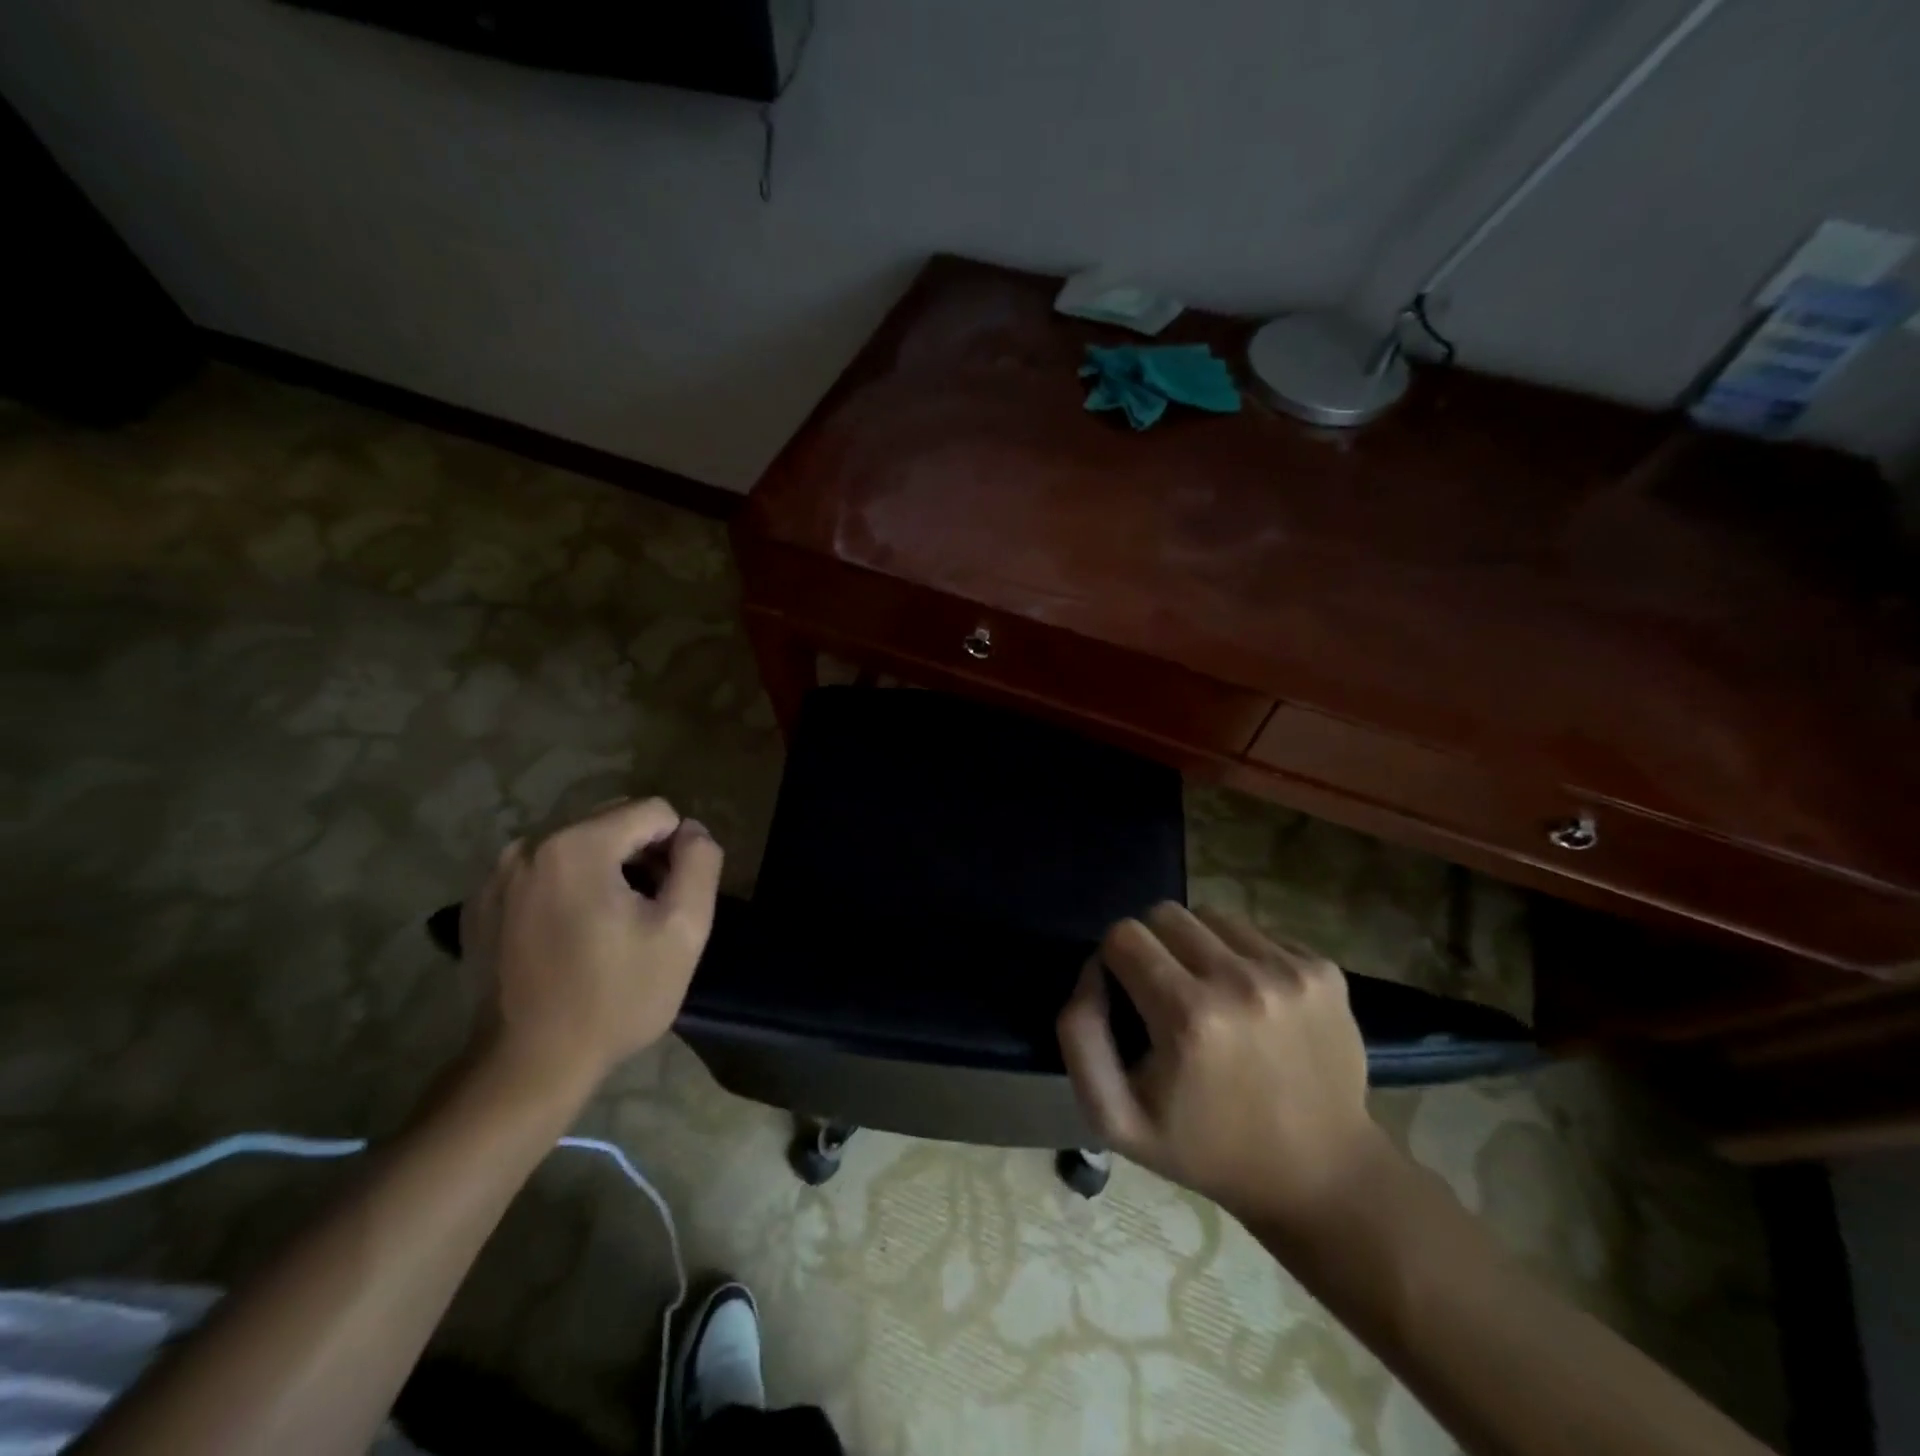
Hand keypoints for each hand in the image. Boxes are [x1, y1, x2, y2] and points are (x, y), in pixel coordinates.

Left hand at [460, 798, 723, 1093]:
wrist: (526, 1068)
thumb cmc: (615, 998)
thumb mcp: (684, 930)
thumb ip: (700, 863)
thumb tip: (692, 831)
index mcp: (576, 845)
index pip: (653, 811)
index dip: (677, 850)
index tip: (670, 899)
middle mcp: (528, 846)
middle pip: (612, 821)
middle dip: (640, 855)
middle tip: (646, 913)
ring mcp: (496, 875)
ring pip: (577, 845)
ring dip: (605, 870)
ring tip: (611, 926)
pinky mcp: (478, 904)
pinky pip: (543, 872)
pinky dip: (567, 889)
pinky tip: (571, 936)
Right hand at [1057, 903, 1385, 1233]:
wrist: (1321, 1176)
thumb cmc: (1207, 1149)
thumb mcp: (1116, 1118)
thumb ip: (1080, 1035)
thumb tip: (1093, 969)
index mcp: (1188, 1017)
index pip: (1124, 935)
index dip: (1116, 961)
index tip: (1130, 997)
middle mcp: (1241, 981)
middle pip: (1166, 914)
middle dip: (1154, 946)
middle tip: (1168, 993)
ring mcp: (1290, 973)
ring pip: (1213, 916)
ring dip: (1200, 946)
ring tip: (1212, 994)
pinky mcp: (1324, 971)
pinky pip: (1258, 933)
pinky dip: (1245, 956)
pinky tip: (1255, 1003)